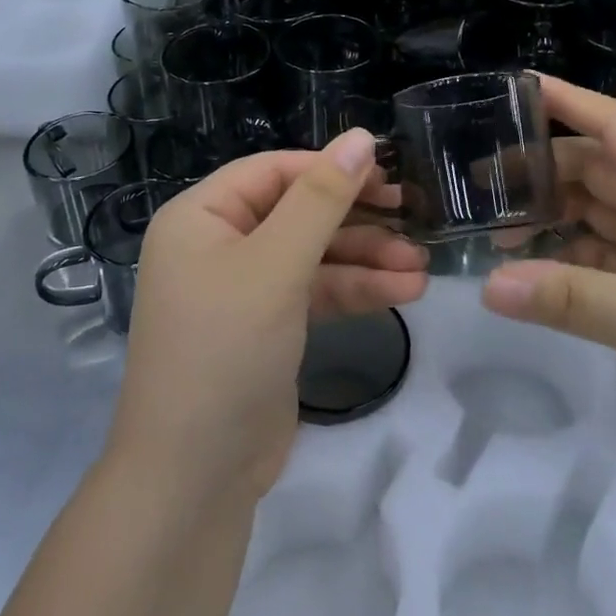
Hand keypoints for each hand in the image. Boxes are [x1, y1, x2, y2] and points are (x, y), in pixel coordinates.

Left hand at [106, 131, 428, 500]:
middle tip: (412, 214)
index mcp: (200, 216)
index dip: (330, 168)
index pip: (273, 171)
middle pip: (298, 211)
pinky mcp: (269, 326)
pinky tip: (405, 291)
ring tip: (421, 265)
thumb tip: (361, 137)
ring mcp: (244, 288)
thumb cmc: (225, 349)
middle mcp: (219, 244)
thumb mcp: (276, 266)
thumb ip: (321, 200)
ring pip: (313, 255)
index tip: (388, 172)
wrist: (194, 478)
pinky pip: (315, 292)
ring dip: (366, 259)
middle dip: (356, 219)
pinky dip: (355, 291)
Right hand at [480, 75, 615, 483]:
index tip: (517, 88)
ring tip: (494, 226)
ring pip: (594, 215)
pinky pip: (598, 262)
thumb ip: (573, 301)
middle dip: (543, 166)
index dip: (572, 101)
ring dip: (550, 215)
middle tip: (480, 179)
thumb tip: (488, 285)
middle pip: (597, 170)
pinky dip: (563, 260)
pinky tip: (529, 273)